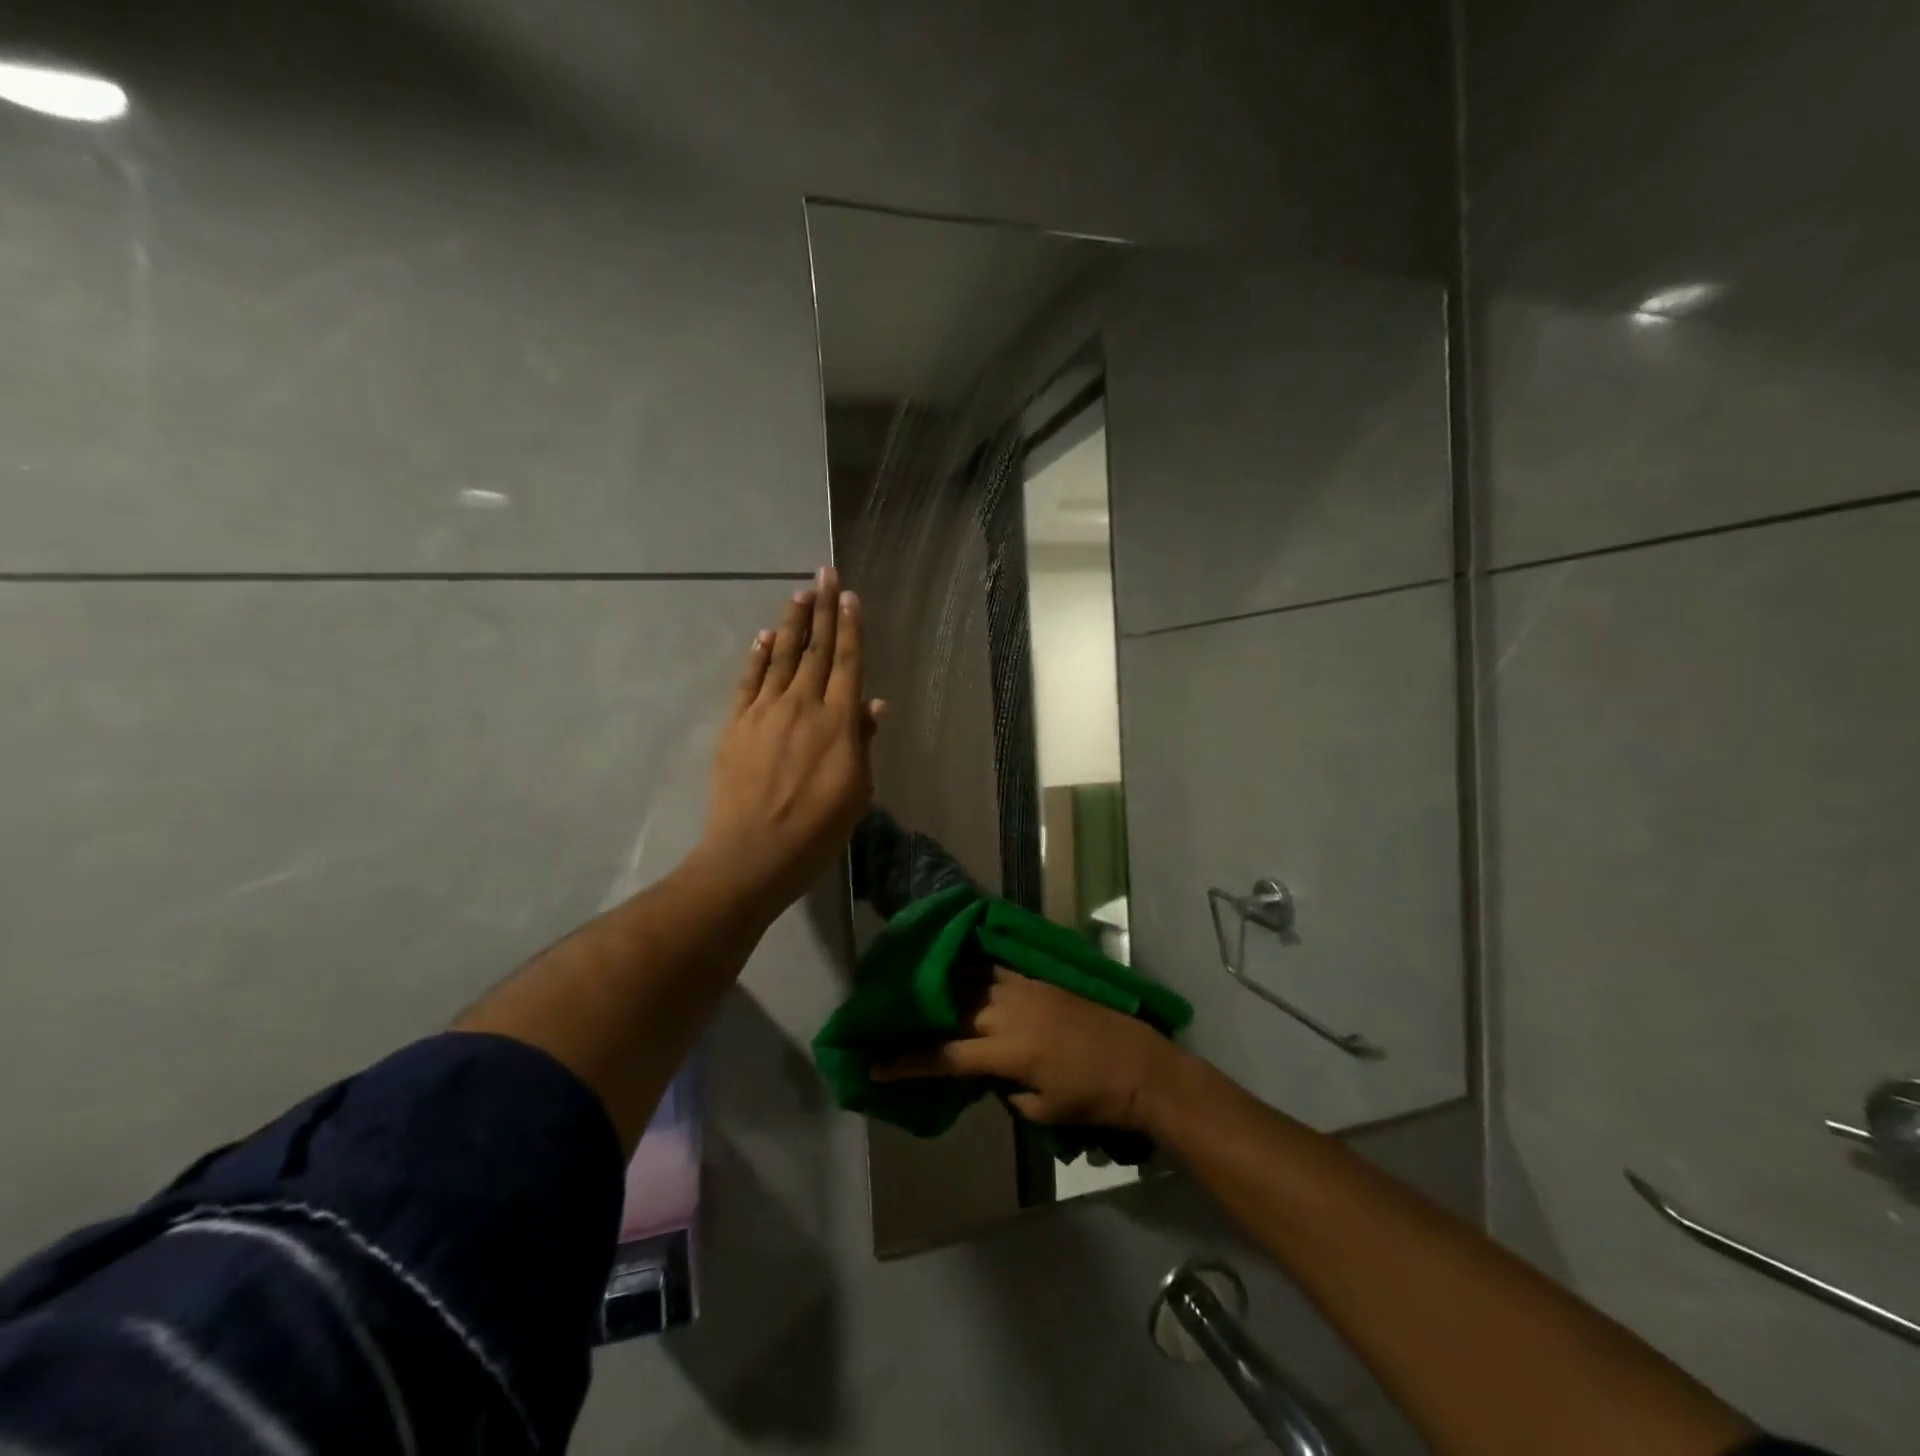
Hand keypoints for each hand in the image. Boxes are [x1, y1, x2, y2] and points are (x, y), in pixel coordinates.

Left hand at [699, 567, 883, 910]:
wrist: (754, 853)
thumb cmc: (818, 829)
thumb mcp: (856, 791)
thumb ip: (862, 741)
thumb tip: (872, 702)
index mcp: (838, 722)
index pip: (847, 663)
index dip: (850, 627)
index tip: (850, 596)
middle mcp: (803, 705)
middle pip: (815, 650)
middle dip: (822, 609)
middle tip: (825, 574)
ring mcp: (766, 712)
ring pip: (782, 657)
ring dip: (792, 623)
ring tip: (799, 594)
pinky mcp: (737, 725)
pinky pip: (749, 681)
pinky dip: (759, 657)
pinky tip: (765, 637)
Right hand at [873, 968, 1184, 1130]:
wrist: (1140, 1065)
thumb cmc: (1092, 1098)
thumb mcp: (1041, 1109)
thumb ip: (1005, 1088)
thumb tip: (987, 1070)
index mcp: (1007, 1052)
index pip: (945, 1056)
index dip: (908, 1062)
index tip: (876, 1065)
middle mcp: (1009, 1013)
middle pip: (951, 1012)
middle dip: (918, 1019)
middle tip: (890, 1020)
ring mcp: (1025, 990)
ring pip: (971, 982)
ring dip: (943, 987)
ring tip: (916, 988)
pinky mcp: (1039, 980)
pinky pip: (996, 969)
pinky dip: (974, 969)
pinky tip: (959, 967)